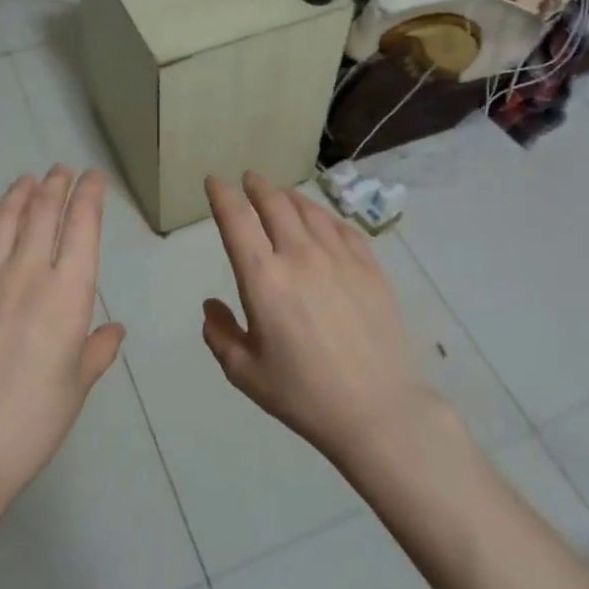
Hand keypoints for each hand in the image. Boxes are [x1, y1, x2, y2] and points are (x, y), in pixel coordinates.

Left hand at [0, 166, 124, 508]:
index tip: (93, 177)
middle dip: (55, 186)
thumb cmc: (34, 419)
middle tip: (60, 171)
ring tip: (28, 180)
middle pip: (42, 213)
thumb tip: (114, 330)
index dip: (89, 195)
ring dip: (18, 193)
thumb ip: (97, 350)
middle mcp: (27, 272)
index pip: (82, 226)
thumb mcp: (77, 385)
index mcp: (68, 292)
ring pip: (3, 218)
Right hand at [202, 172, 440, 464]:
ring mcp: (339, 258)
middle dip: (257, 186)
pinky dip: (323, 216)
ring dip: (289, 196)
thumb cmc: (303, 394)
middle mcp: (299, 256)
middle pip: (274, 204)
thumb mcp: (245, 372)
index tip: (214, 182)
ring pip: (309, 210)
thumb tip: (211, 305)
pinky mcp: (369, 267)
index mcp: (263, 279)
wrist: (377, 409)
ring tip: (281, 194)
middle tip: (249, 179)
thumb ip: (220, 334)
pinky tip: (321, 220)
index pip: (236, 220)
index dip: (222, 195)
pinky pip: (341, 228)